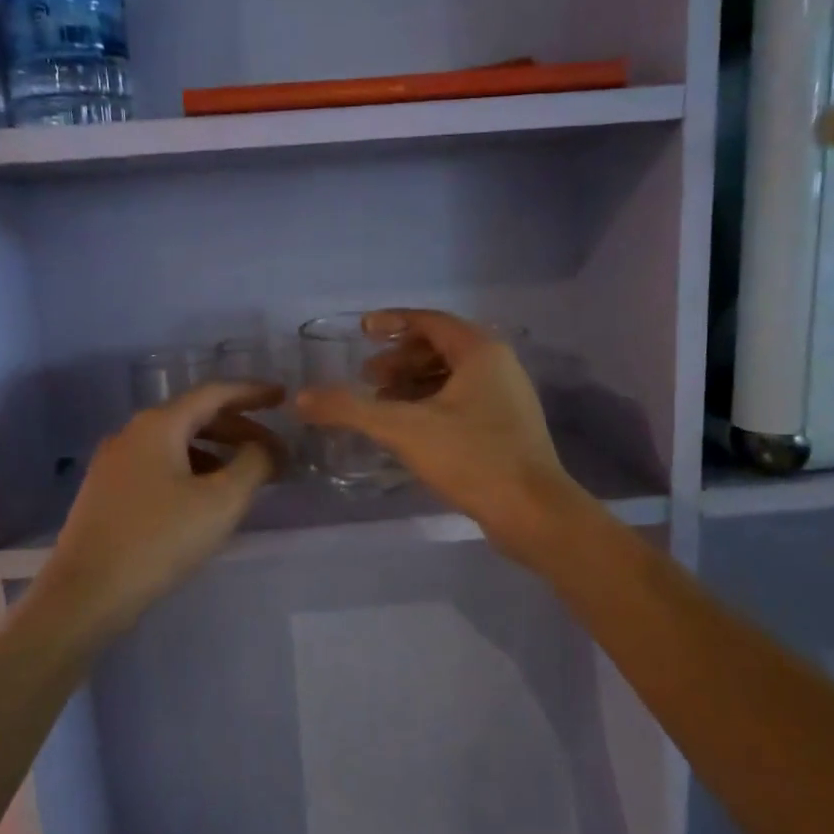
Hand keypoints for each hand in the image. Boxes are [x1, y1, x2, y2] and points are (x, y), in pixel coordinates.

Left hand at [35, 381, 286, 627]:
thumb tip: (266, 449)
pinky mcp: (106, 492)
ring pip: (176, 443)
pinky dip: (192, 470)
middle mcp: (132, 433)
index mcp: (158, 425)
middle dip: (239, 429)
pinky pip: (159, 466)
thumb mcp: (220, 502)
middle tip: (273, 450)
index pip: (213, 393)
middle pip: (194, 416)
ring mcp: (114, 463)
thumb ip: (253, 465)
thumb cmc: (159, 540)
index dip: (252, 392)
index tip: (283, 396)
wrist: (85, 594)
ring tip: (246, 477)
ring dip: (216, 452)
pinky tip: (205, 498)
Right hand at [295, 309, 591, 564]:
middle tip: (367, 376)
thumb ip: (350, 409)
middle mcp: (498, 366)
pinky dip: (431, 405)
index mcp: (480, 351)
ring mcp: (506, 399)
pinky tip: (409, 430)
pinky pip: (462, 401)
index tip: (363, 332)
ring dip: (413, 384)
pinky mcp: (507, 429)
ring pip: (451, 377)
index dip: (393, 322)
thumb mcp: (403, 429)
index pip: (430, 321)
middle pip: (441, 348)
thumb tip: (300, 398)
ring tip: (381, 402)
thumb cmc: (472, 458)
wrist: (533, 513)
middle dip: (400, 359)